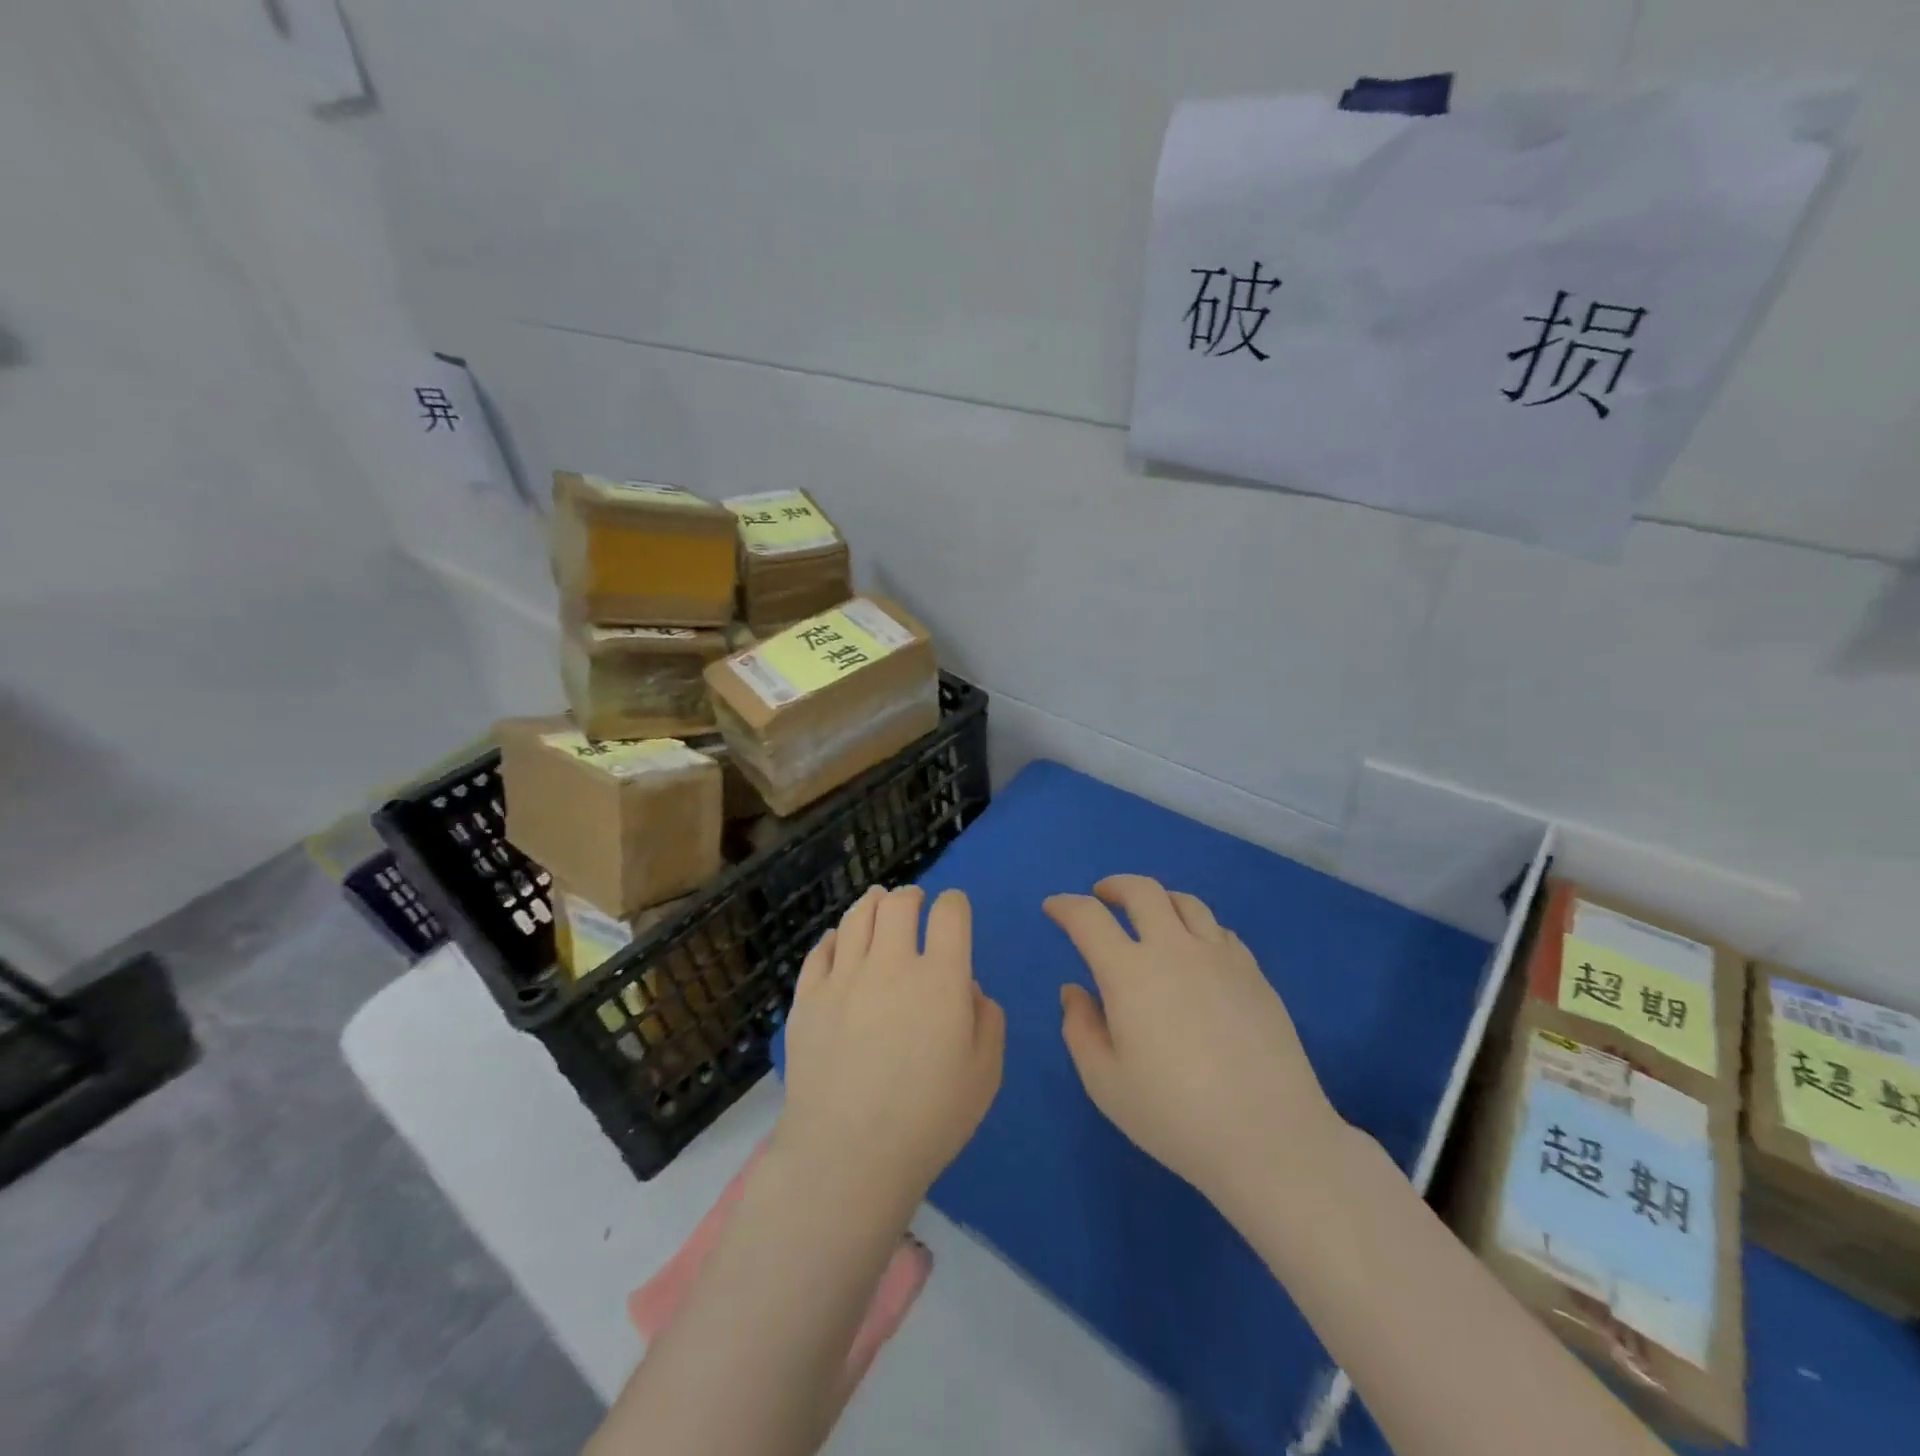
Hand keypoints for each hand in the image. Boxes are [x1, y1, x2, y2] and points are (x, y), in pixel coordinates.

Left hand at [777, 886, 1005, 1217]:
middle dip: (911, 895)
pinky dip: (835, 937)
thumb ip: (987, 1020)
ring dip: (872, 903)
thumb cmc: (929, 1120)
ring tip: (877, 902)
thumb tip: (968, 988)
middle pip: (898, 904)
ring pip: (856, 917)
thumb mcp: (985, 1075)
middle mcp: (890, 964)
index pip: (950, 913)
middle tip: (914, 902)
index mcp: (940, 978)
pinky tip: (839, 941)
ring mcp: (843, 978)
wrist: (848, 1156)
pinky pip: (820, 950)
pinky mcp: (807, 998)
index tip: (954, 910)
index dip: (955, 904)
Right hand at [1044, 876, 1343, 1208]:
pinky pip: (1219, 930)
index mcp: (1129, 973)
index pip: (1088, 918)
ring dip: (1158, 899)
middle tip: (1101, 895)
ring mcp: (1220, 957)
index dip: (1065, 906)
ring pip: (1186, 902)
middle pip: (1142, 891)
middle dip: (1114, 886)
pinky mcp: (1254, 973)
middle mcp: (1174, 950)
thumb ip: (1080, 1029)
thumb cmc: (1175, 1116)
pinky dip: (1196, 927)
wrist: (1270, 1138)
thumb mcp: (1105, 1083)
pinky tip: (1195, 951)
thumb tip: (1075, 990)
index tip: (1054, 908)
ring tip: (1150, 916)